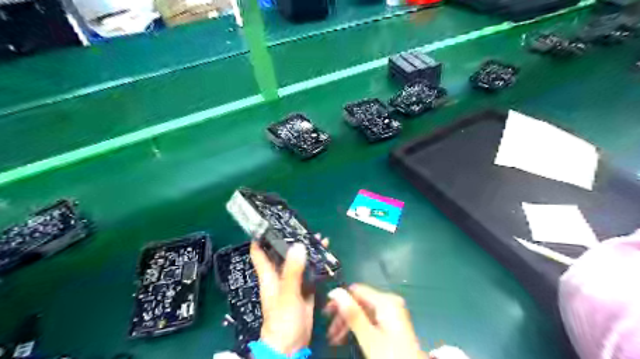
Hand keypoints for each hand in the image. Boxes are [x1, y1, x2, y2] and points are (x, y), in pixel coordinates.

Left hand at [250, 236, 328, 355]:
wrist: (292, 344)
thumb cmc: (282, 319)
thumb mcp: (287, 293)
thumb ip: (293, 271)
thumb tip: (298, 245)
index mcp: (269, 275)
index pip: (259, 252)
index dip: (261, 237)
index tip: (268, 223)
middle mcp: (279, 276)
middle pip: (282, 253)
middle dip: (291, 240)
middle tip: (302, 227)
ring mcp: (292, 283)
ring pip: (297, 261)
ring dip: (306, 250)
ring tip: (318, 238)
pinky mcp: (304, 290)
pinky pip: (309, 272)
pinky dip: (315, 263)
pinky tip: (324, 256)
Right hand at [325, 284, 428, 358]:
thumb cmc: (390, 355)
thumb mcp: (369, 337)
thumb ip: (352, 313)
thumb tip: (335, 291)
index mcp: (386, 301)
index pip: (356, 290)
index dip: (340, 299)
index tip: (326, 313)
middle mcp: (389, 301)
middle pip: (359, 301)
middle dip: (343, 314)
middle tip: (330, 331)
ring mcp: (391, 311)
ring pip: (363, 310)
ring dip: (348, 322)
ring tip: (335, 338)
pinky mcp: (391, 321)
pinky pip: (370, 317)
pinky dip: (358, 326)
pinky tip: (348, 336)